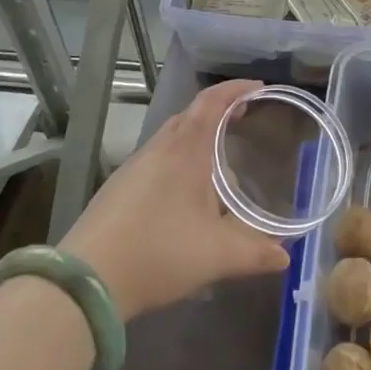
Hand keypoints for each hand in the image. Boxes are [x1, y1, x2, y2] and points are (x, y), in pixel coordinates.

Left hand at [62, 79, 290, 320]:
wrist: (84, 282)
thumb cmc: (158, 253)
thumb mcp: (217, 255)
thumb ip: (256, 253)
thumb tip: (286, 254)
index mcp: (186, 150)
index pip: (212, 101)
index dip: (236, 89)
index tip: (259, 87)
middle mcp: (159, 149)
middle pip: (190, 115)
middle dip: (218, 112)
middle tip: (243, 121)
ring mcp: (133, 168)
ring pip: (171, 138)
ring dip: (196, 138)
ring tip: (218, 160)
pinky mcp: (117, 189)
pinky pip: (156, 160)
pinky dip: (178, 161)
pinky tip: (185, 194)